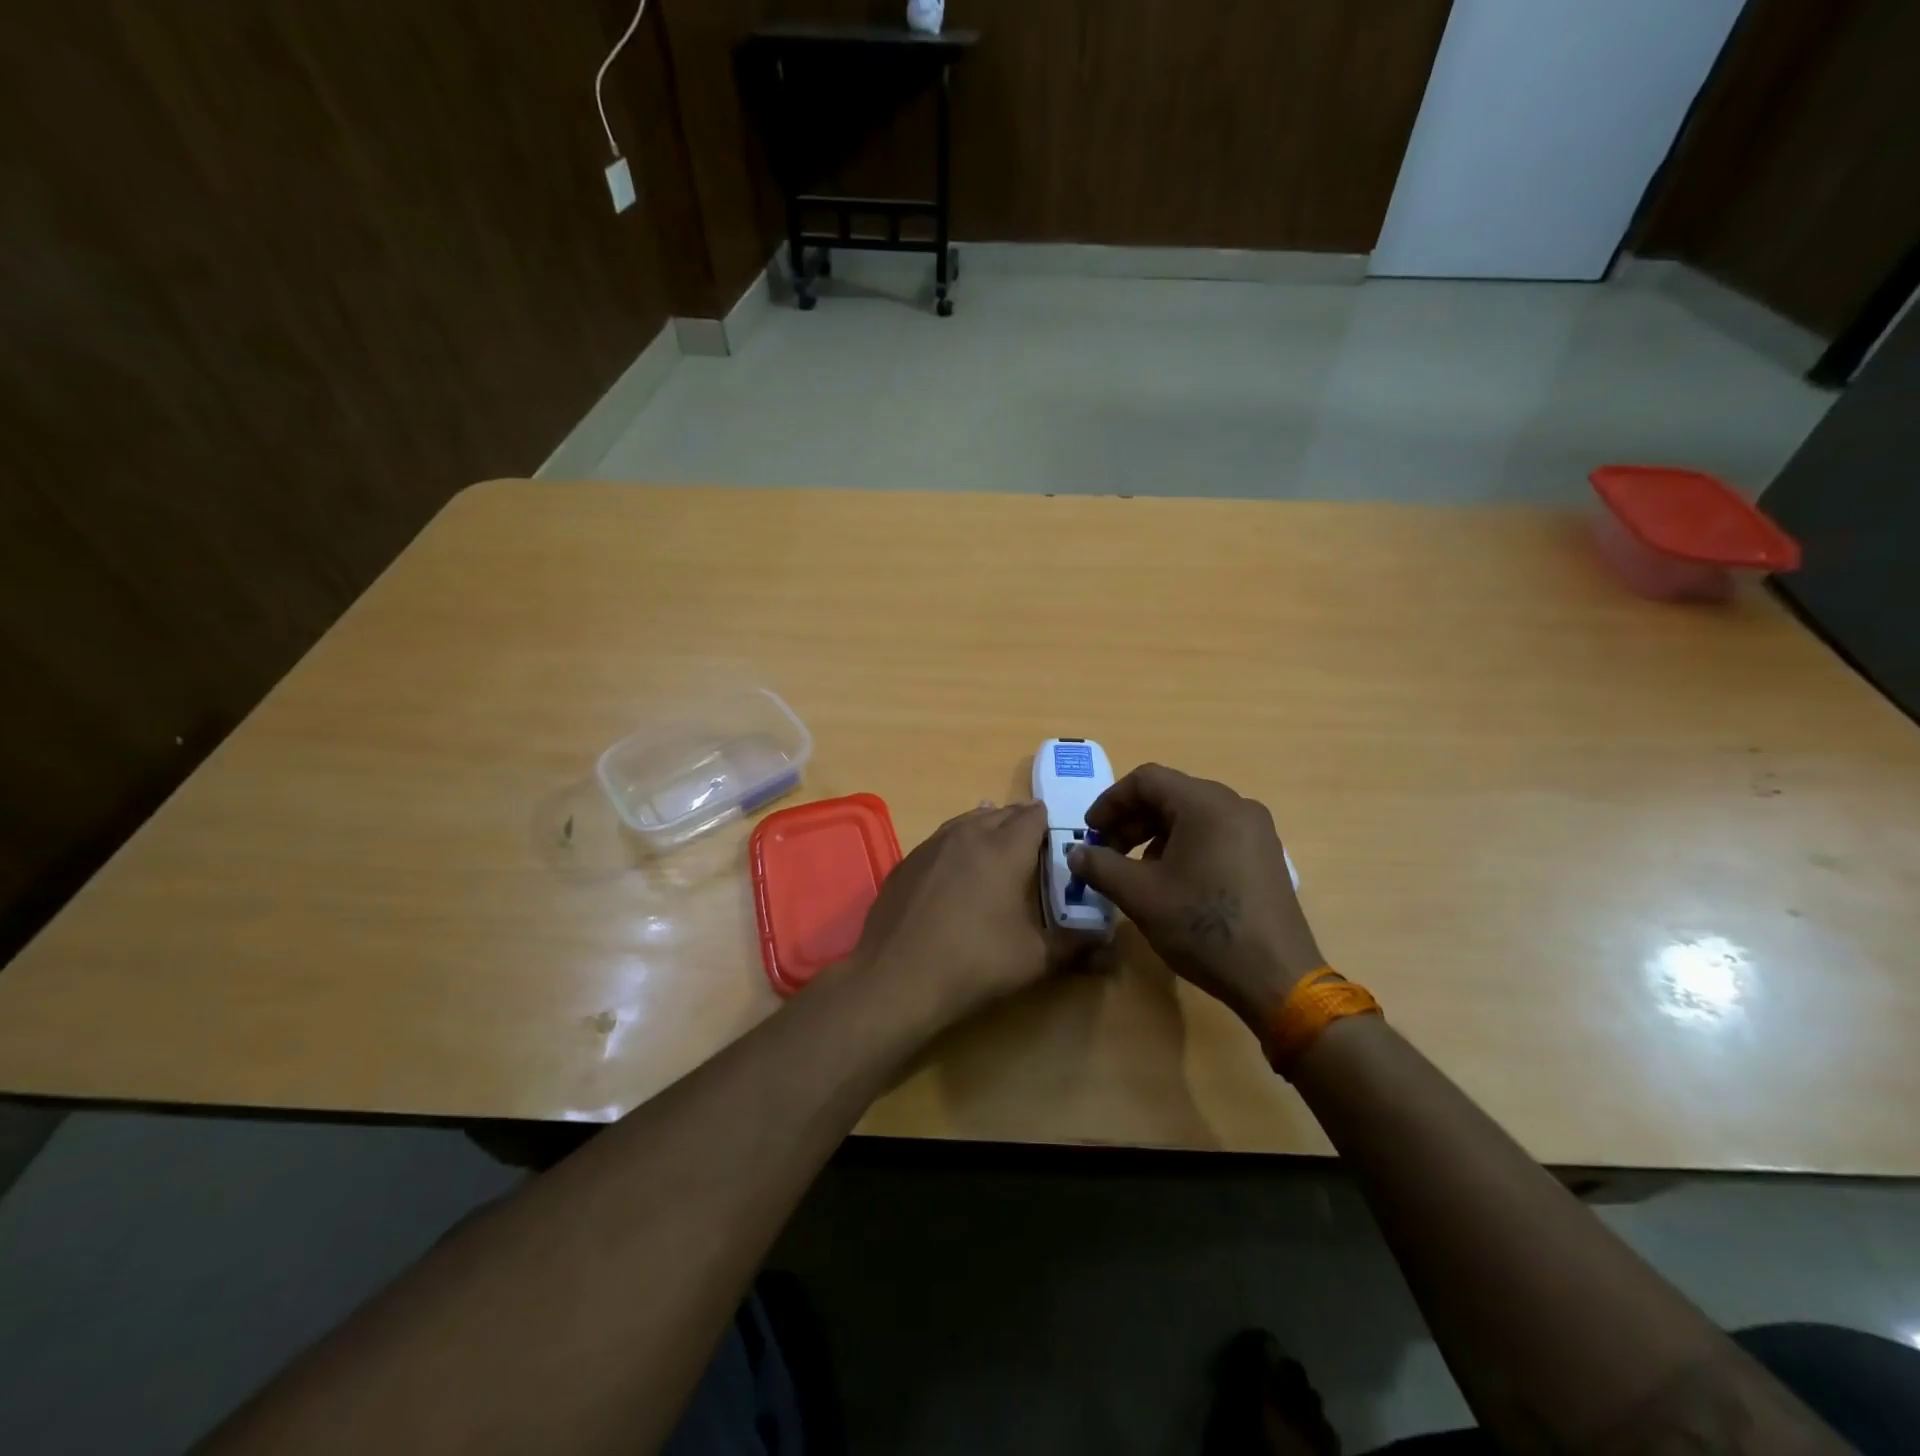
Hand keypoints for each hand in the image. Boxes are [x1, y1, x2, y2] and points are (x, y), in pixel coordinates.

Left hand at [847, 801, 1055, 1026]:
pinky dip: (956, 845)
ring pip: (967, 821)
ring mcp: (932, 845)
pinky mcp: (906, 862)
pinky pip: (940, 840)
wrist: (896, 978)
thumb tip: (1109, 947)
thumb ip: (1075, 947)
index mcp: (1005, 848)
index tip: (1059, 840)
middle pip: (1001, 814)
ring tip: (996, 846)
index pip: (1034, 816)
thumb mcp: (1034, 959)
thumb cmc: (974, 963)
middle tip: (1033, 848)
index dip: (1050, 823)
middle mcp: (968, 835)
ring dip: (986, 828)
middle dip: (1020, 824)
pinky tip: (955, 869)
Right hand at [1067, 764, 1322, 1032]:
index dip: (1110, 802)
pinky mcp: (1265, 855)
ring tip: (1135, 870)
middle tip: (1106, 852)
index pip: (1146, 780)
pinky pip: (1215, 833)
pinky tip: (1172, 881)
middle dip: (1131, 820)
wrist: (1277, 978)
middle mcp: (1235, 805)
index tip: (1090, 833)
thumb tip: (1075, 853)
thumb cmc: (1203, 927)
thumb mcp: (1140, 895)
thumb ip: (1100, 866)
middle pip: (1170, 794)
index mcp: (1206, 804)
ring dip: (1155, 834)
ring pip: (1192, 815)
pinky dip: (1184, 845)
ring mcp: (1256, 830)